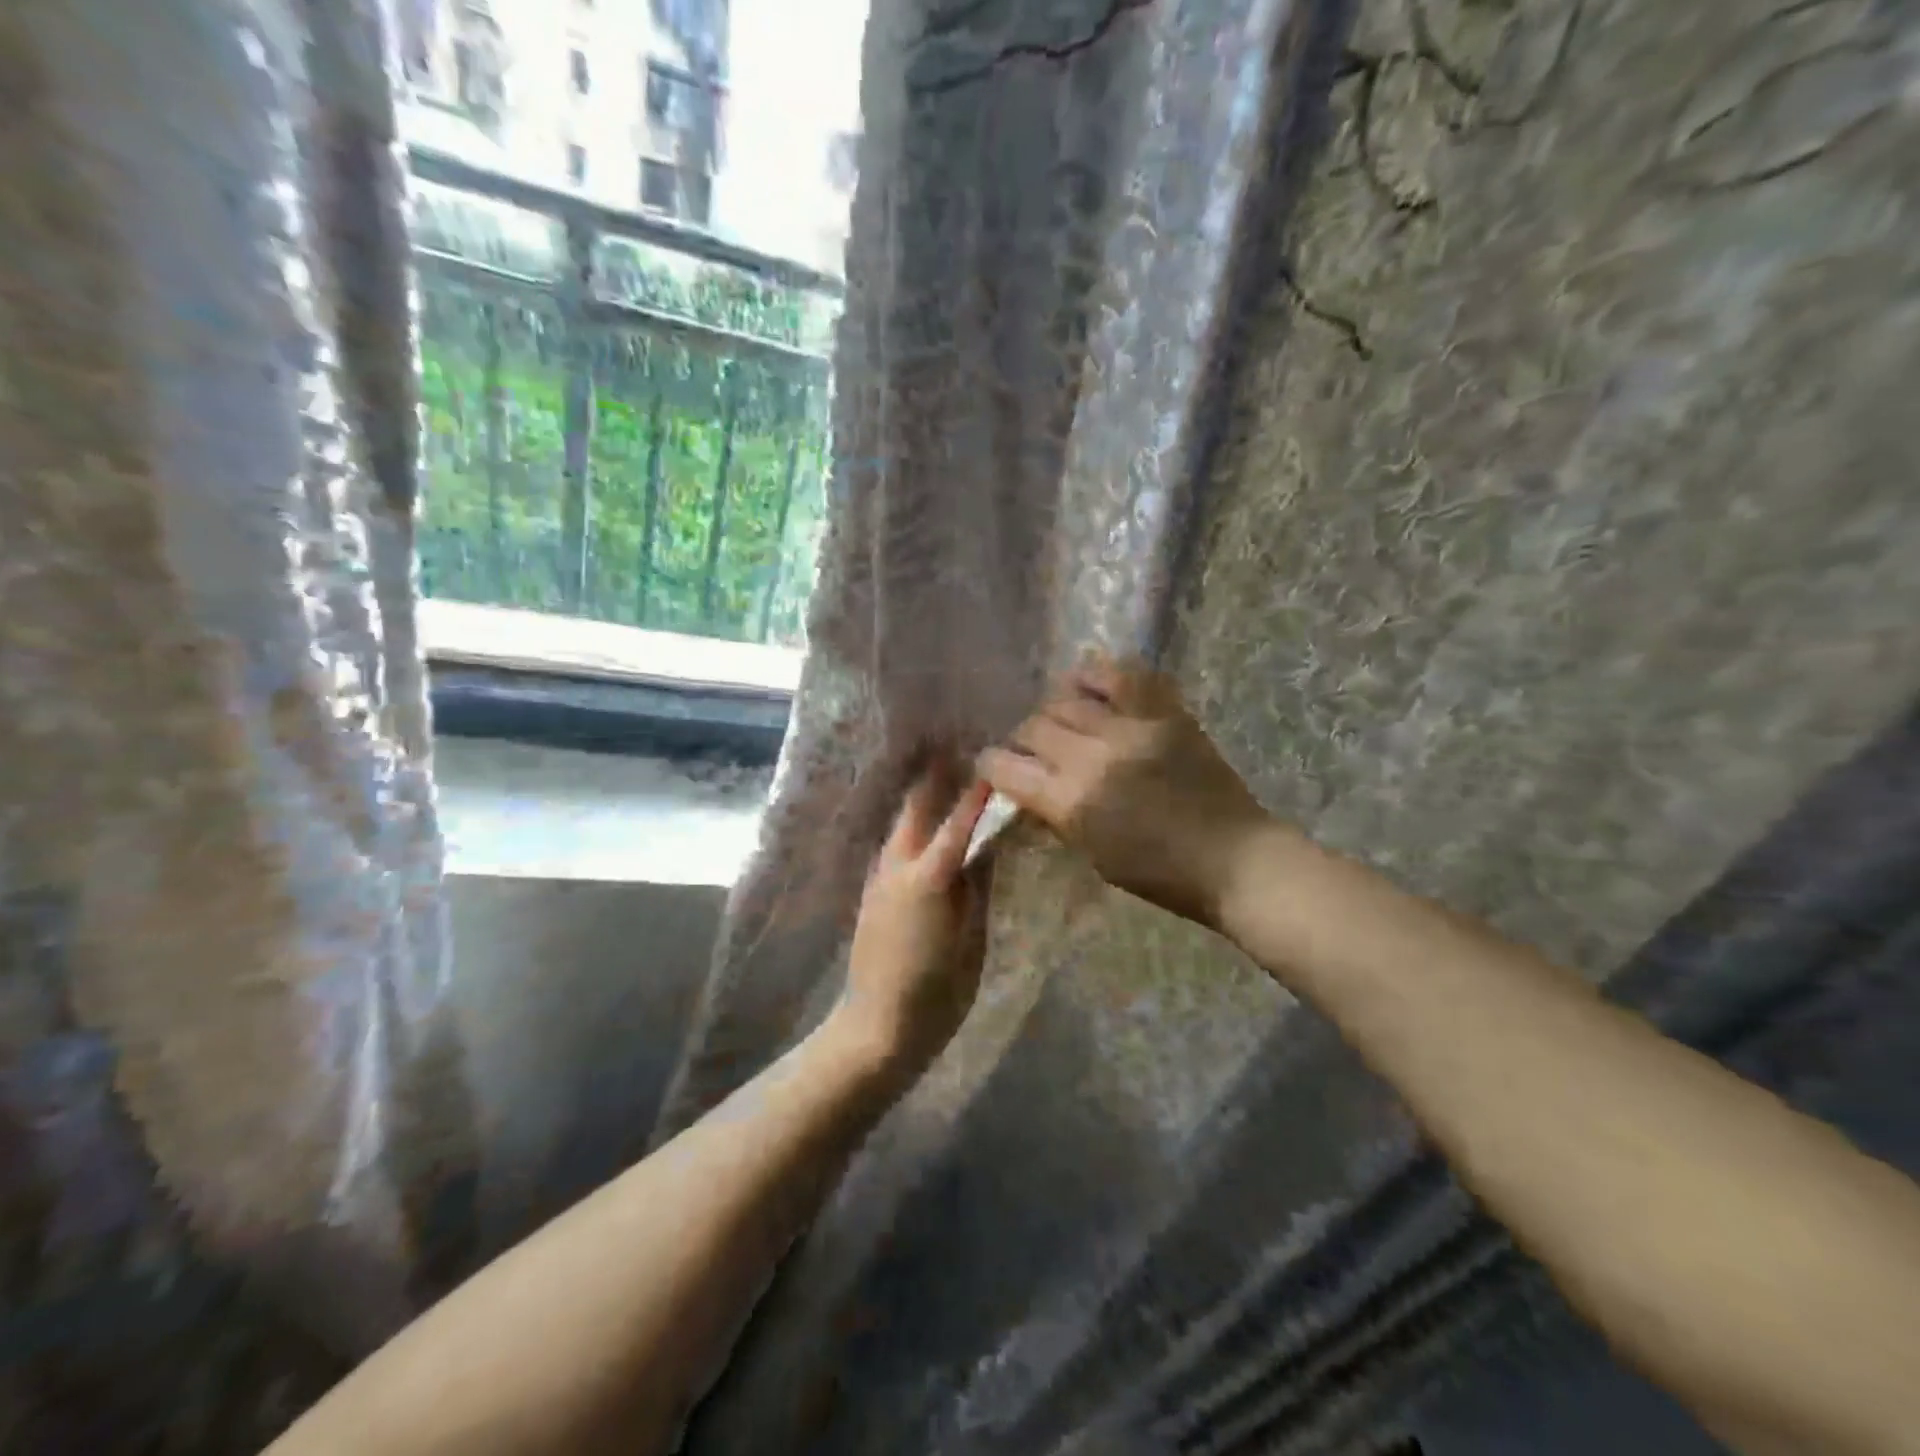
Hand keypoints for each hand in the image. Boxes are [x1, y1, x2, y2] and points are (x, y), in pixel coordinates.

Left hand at [835, 766, 993, 1077]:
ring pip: (902, 824)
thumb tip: (989, 847)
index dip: (977, 792)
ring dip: (921, 796)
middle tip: (956, 746)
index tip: (993, 762)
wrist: (877, 1027)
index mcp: (929, 877)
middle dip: (935, 776)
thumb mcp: (971, 940)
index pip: (959, 822)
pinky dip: (912, 825)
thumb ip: (978, 888)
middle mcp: (898, 866)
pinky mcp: (872, 892)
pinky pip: (895, 845)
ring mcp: (880, 878)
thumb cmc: (937, 992)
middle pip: (917, 808)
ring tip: (943, 772)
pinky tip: (926, 822)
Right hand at [978, 655, 1274, 930]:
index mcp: (1072, 801)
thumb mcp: (1093, 854)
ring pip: (1068, 697)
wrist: (1234, 859)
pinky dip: (1097, 674)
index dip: (991, 765)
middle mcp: (1094, 756)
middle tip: (1032, 750)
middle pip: (1034, 726)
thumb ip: (1056, 815)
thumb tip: (1028, 788)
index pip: (1007, 767)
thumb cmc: (1160, 874)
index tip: (993, 767)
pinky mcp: (1165, 712)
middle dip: (1022, 739)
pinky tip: (1086, 684)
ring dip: (1053, 708)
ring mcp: (1132, 727)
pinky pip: (1122, 674)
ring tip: (1060, 719)